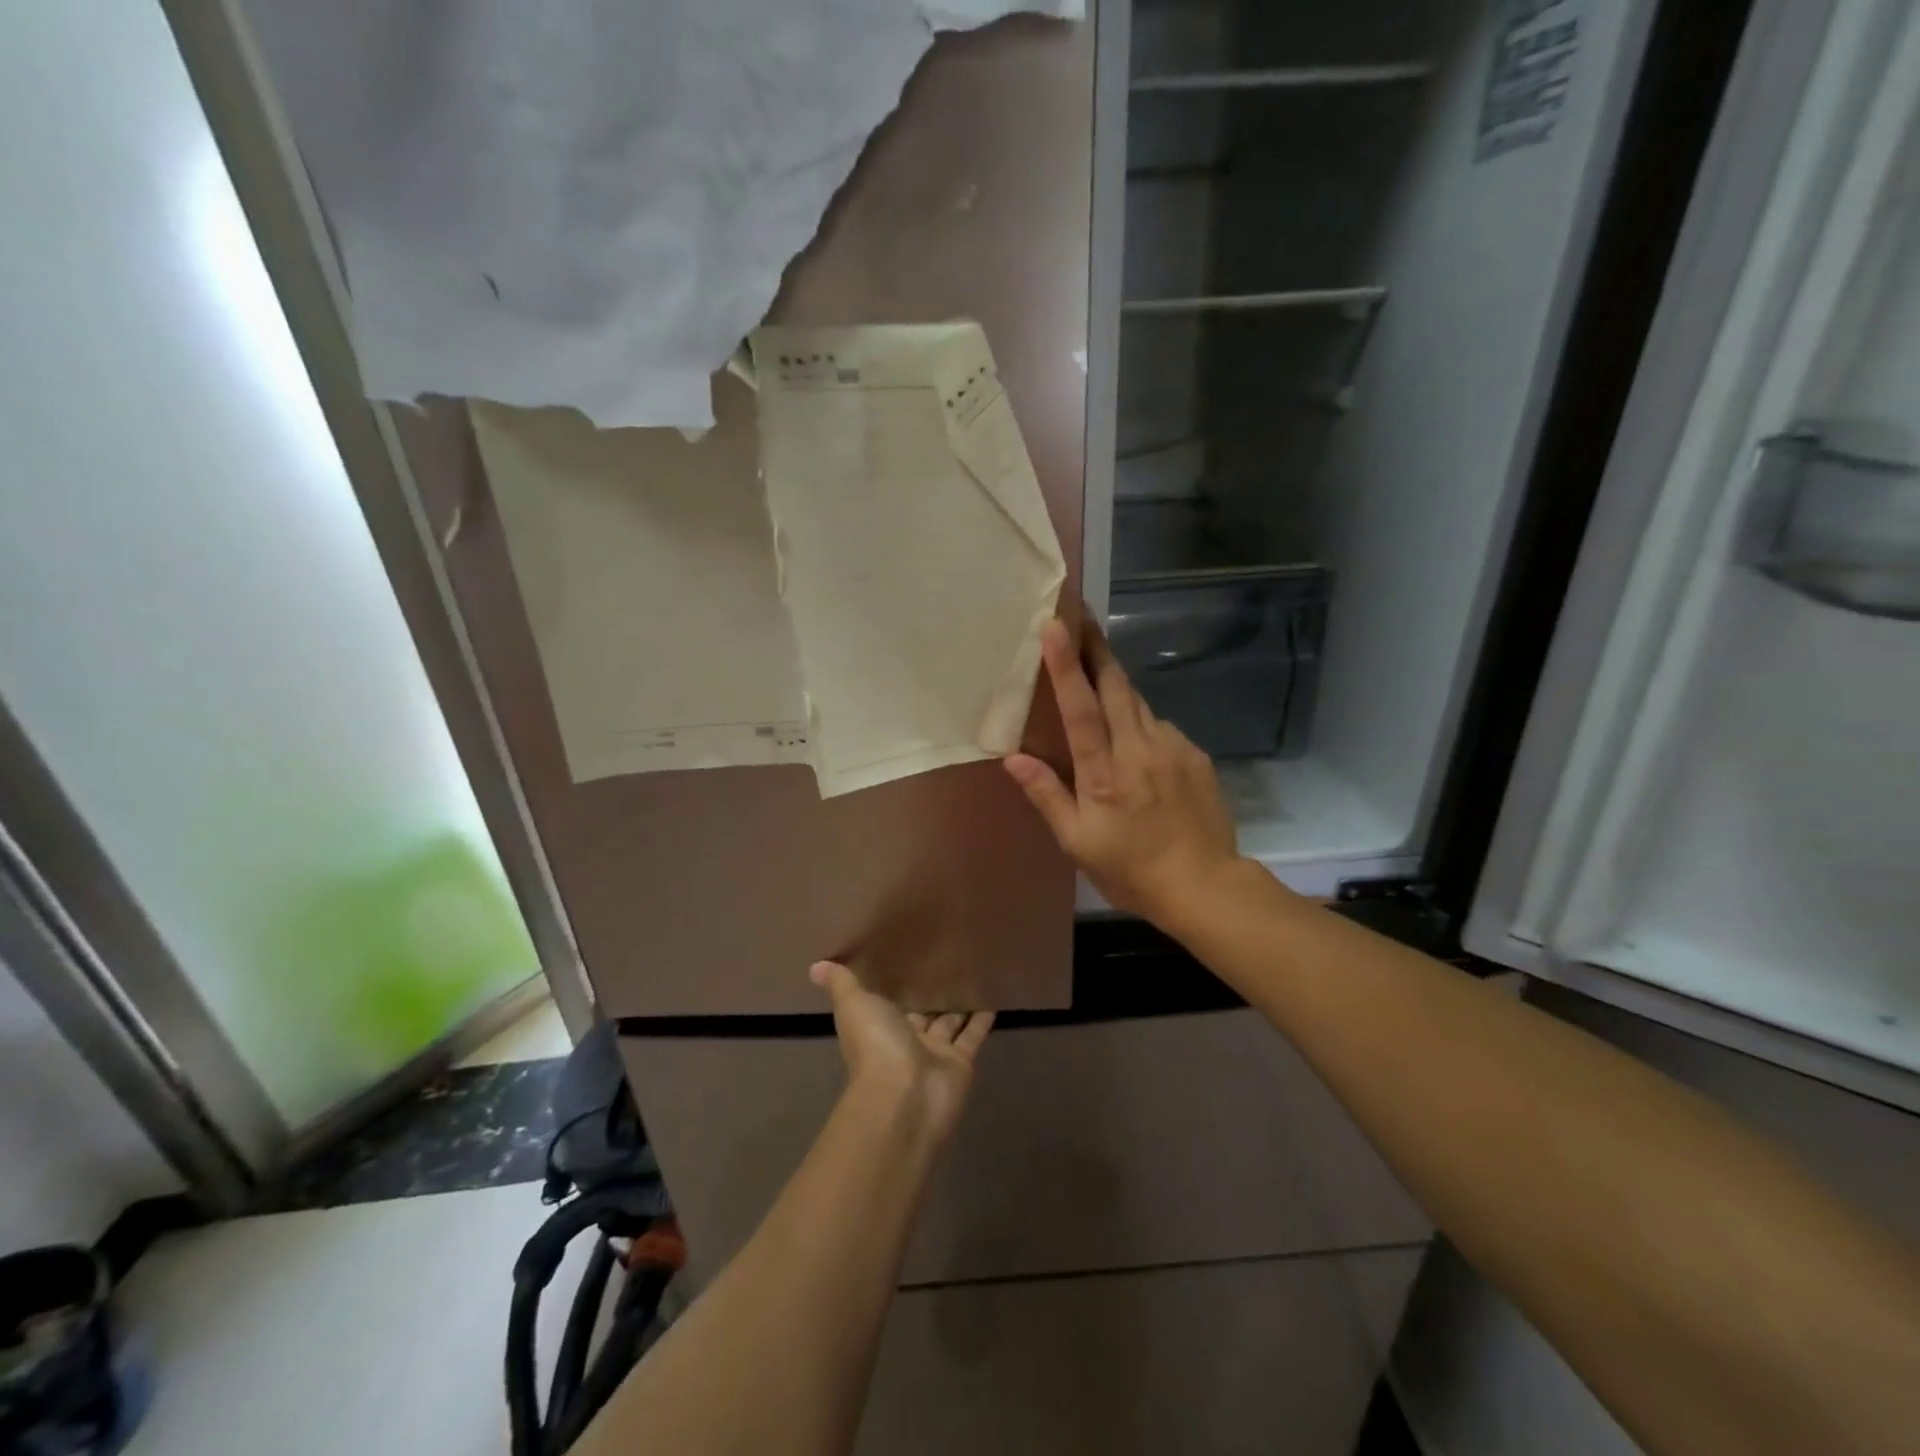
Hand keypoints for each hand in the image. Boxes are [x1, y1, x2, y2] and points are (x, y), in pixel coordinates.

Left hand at [810, 961, 992, 1142]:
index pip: (888, 1000)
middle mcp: (905, 1039)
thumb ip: (842, 984)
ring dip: (959, 1002)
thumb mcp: (854, 1006)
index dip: (897, 982)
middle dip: (931, 992)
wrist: (904, 1097)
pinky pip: (973, 1035)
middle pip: (921, 1011)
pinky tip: (995, 995)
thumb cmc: (876, 1046)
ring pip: (949, 1022)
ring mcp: (934, 1053)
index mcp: (878, 1025)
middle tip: (949, 958)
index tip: (908, 954)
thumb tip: (816, 966)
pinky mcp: (960, 1062)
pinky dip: (983, 1017)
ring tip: (974, 971)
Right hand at [1004, 616, 1243, 923]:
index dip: (1067, 665)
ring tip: (1099, 676)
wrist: (1205, 885)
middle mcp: (1140, 749)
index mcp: (1104, 772)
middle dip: (1096, 648)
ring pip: (1139, 703)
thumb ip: (1047, 795)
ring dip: (1116, 685)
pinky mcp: (1194, 755)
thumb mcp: (1078, 843)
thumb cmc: (1131, 869)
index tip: (1057, 625)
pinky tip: (1138, 745)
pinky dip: (1142, 723)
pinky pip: (1160, 726)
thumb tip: (1013, 758)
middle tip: (1080, 618)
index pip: (1082, 708)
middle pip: (1116, 686)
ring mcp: (1173, 748)